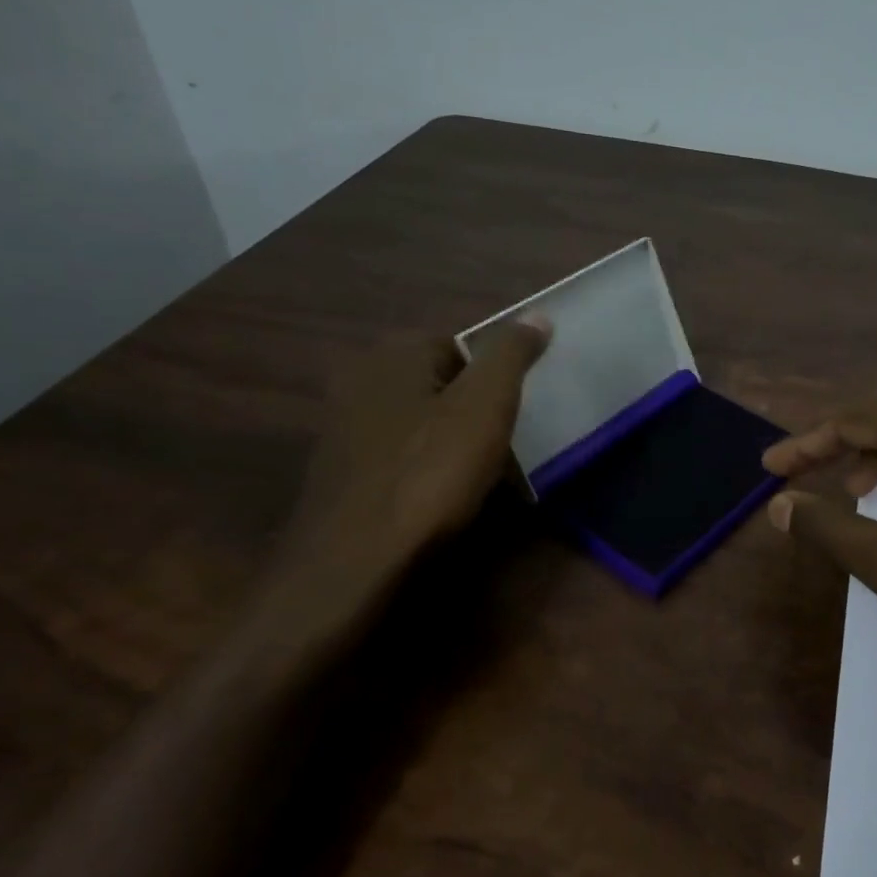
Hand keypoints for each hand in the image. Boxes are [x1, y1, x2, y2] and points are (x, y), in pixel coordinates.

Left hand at [265, 318, 549, 635]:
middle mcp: (357, 381)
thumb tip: (538, 315)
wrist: (354, 561)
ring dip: (446, 445)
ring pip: (416, 424)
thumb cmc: (428, 474)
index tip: (507, 417)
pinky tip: (435, 502)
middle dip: (469, 412)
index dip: (490, 380)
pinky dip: (420, 472)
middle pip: (436, 386)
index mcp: (391, 355)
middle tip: (496, 448)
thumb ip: (511, 356)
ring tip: (472, 479)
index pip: (457, 346)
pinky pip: (396, 458)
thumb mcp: (485, 407)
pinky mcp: (338, 475)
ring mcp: (341, 430)